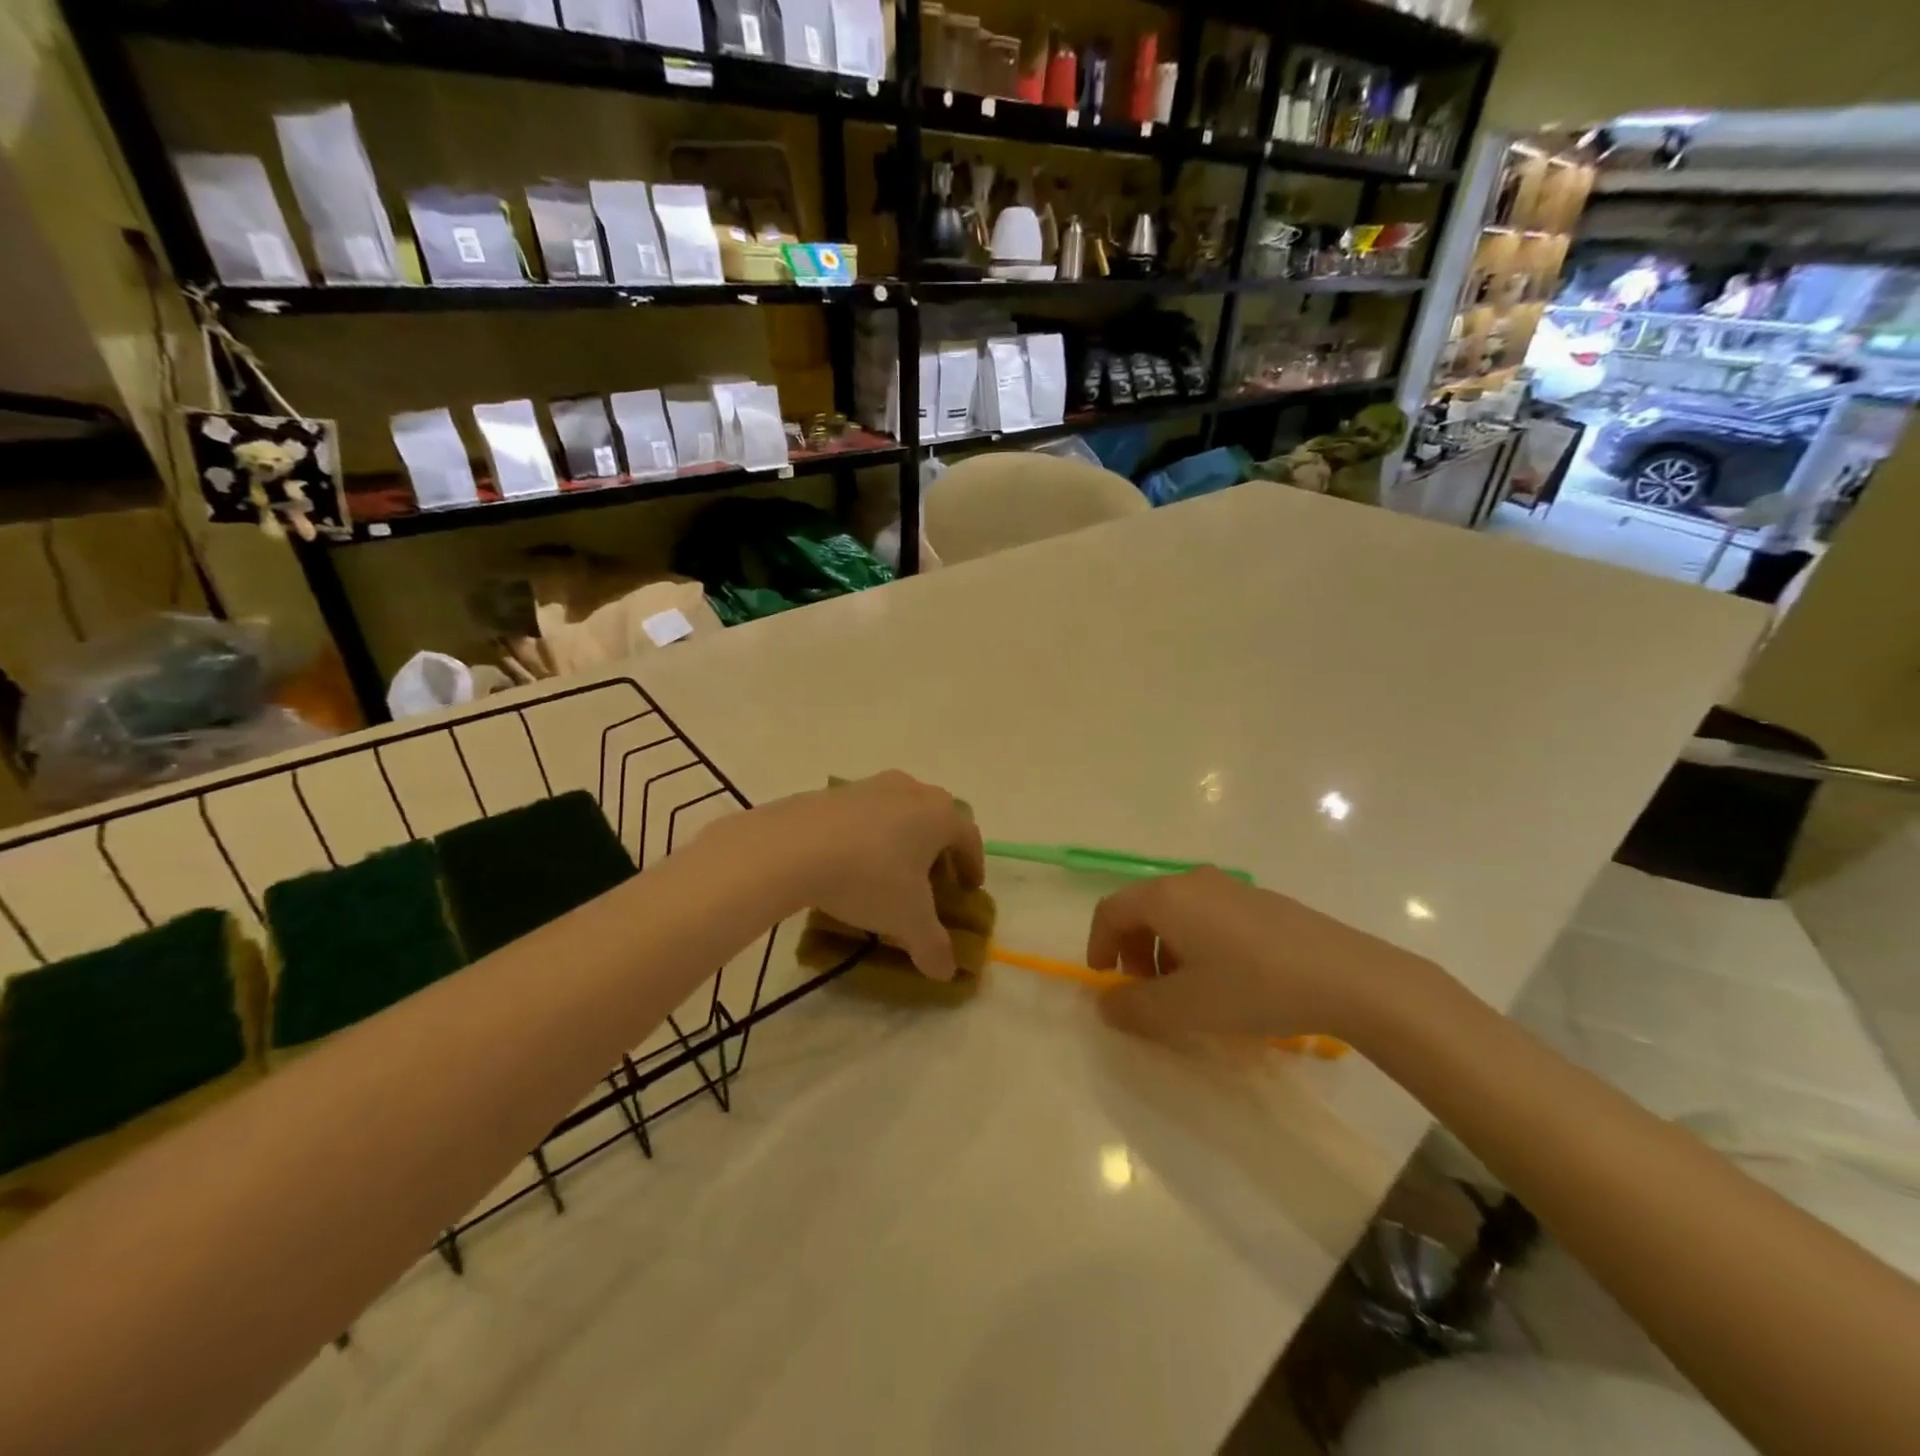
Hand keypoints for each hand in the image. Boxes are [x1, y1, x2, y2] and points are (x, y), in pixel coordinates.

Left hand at [746, 771, 984, 980]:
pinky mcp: (834, 791)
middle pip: (936, 816)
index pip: (969, 837)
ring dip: (902, 837)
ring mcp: (871, 786)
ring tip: (889, 869)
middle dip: (939, 847)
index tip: (969, 888)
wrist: (795, 846)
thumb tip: (947, 972)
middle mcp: (912, 791)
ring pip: (900, 810)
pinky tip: (851, 861)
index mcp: (940, 816)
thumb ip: (933, 946)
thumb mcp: (907, 920)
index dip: (973, 864)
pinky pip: (864, 813)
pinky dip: (868, 834)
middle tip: (932, 878)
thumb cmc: (869, 877)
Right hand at [1087, 868, 1425, 1041]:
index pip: (1111, 911)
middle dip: (1134, 951)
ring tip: (1188, 992)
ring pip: (1177, 913)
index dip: (1099, 945)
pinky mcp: (1260, 901)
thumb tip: (1105, 1003)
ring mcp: (1230, 887)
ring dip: (1166, 950)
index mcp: (1166, 897)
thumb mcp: (1185, 1008)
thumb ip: (1134, 1008)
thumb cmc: (1253, 987)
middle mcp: (1192, 881)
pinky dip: (1197, 943)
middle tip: (1147, 991)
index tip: (1105, 981)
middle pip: (1143, 909)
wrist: (1346, 977)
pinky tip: (1227, 980)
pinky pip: (1208, 915)